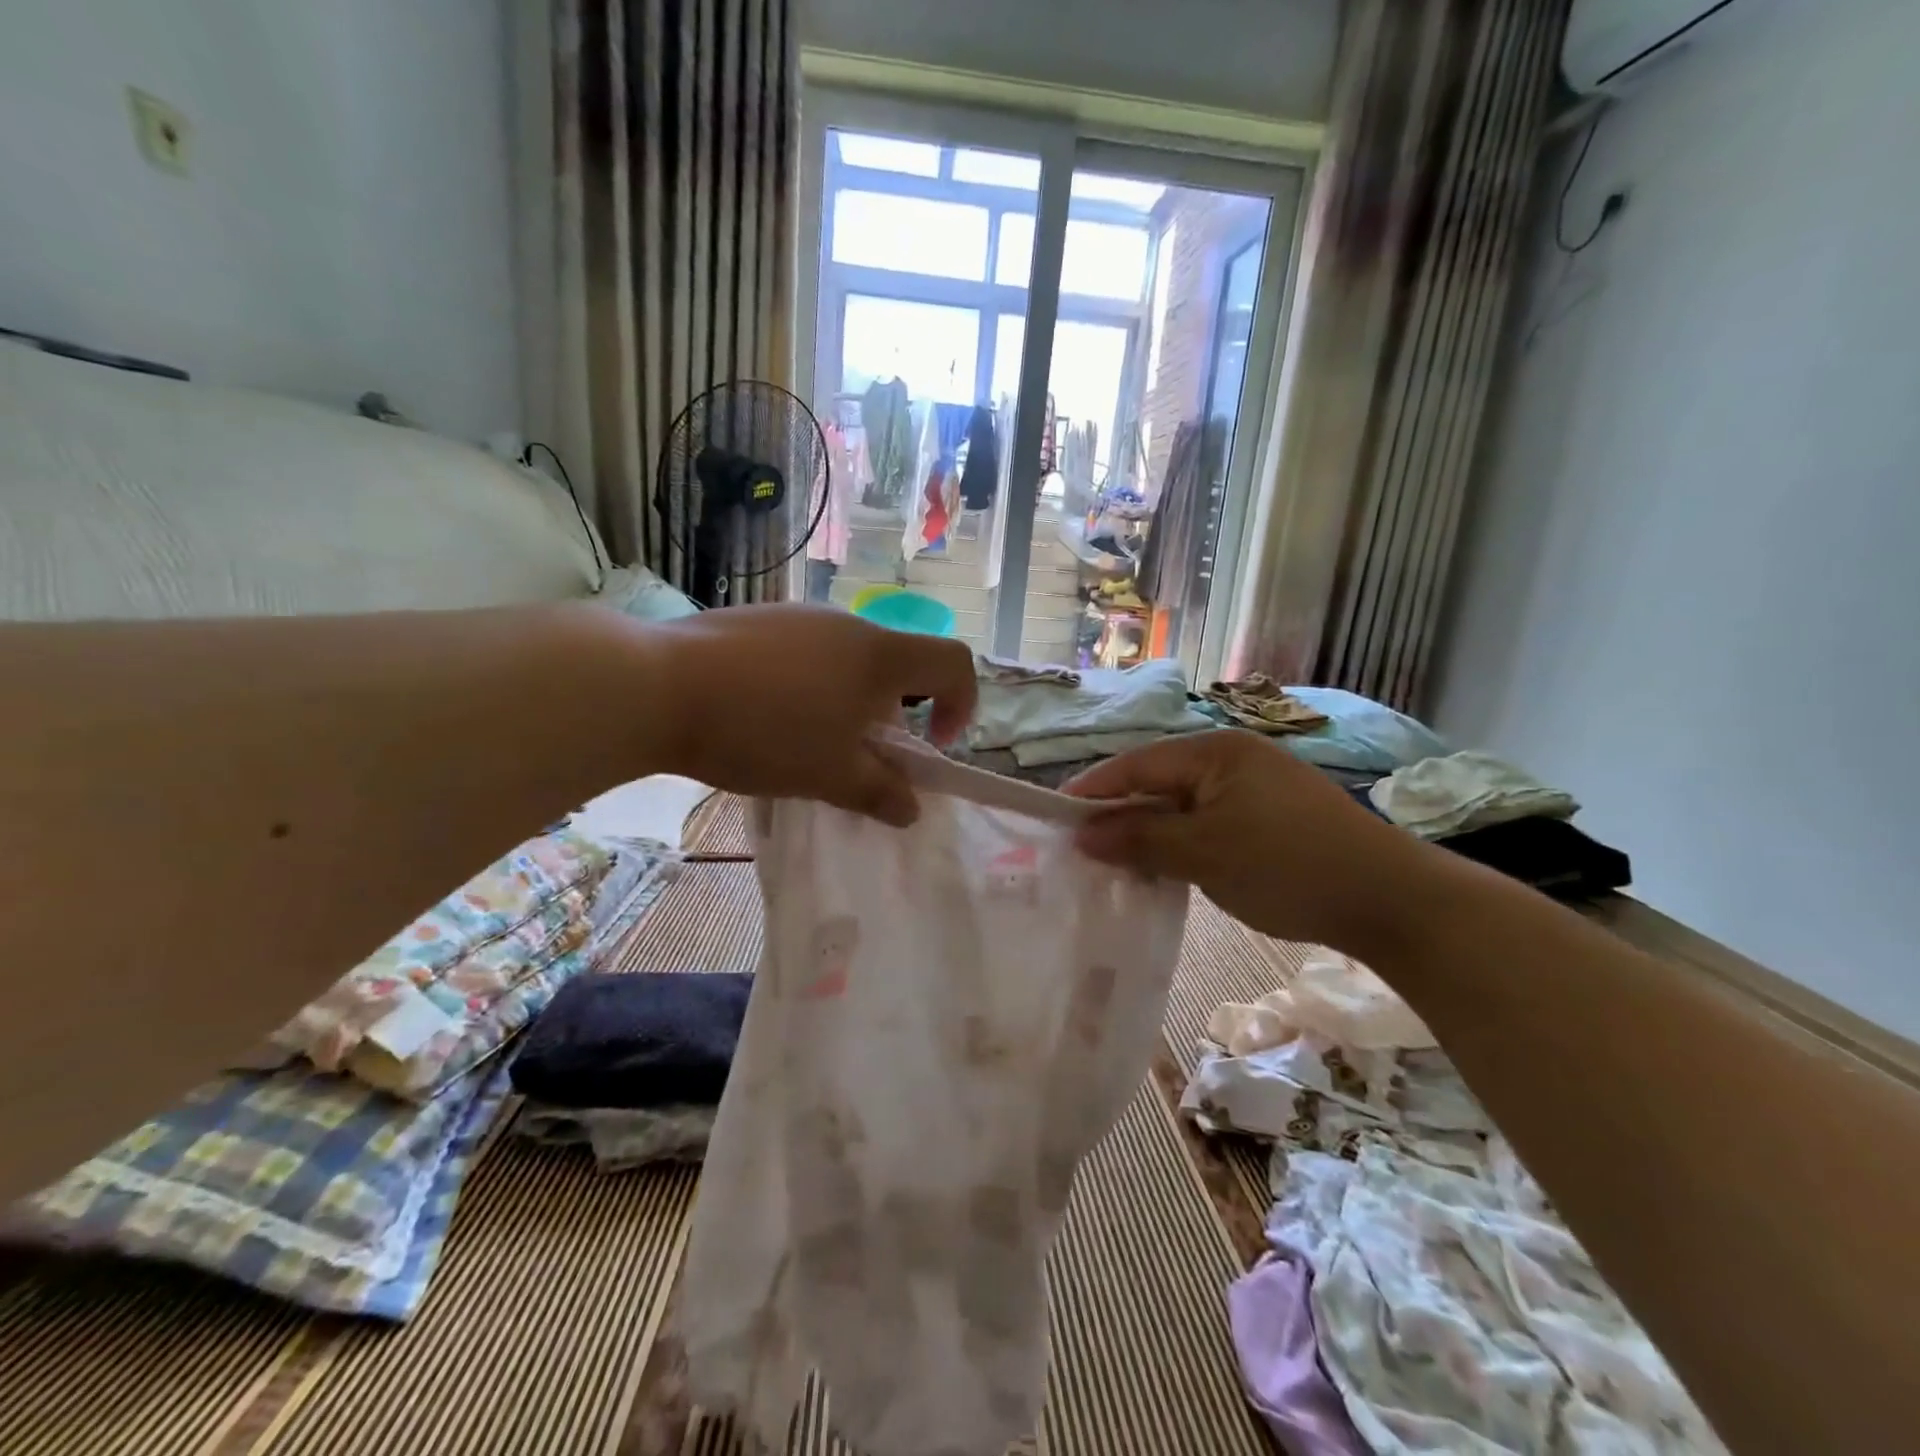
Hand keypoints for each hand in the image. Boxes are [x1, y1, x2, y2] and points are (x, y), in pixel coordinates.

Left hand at [641, 603, 975, 825]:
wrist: (655, 685)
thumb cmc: (761, 732)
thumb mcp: (828, 775)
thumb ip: (880, 793)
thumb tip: (910, 808)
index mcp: (879, 656)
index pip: (954, 662)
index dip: (962, 704)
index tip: (931, 746)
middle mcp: (847, 625)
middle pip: (898, 664)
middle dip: (894, 715)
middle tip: (860, 756)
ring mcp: (798, 617)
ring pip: (848, 660)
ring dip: (849, 702)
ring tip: (806, 741)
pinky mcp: (758, 621)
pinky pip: (805, 653)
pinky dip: (808, 686)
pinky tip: (763, 717)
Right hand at [1065, 729, 1434, 951]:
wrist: (1387, 900)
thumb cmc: (1286, 866)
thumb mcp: (1203, 853)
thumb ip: (1139, 838)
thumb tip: (1082, 834)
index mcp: (1214, 751)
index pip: (1136, 765)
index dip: (1093, 791)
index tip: (1055, 819)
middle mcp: (1231, 757)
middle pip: (1157, 781)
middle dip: (1120, 814)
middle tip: (1083, 848)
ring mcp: (1253, 785)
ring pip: (1181, 804)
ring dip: (1150, 831)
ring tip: (1118, 862)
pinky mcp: (1269, 814)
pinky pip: (1207, 820)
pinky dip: (1182, 842)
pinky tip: (1168, 867)